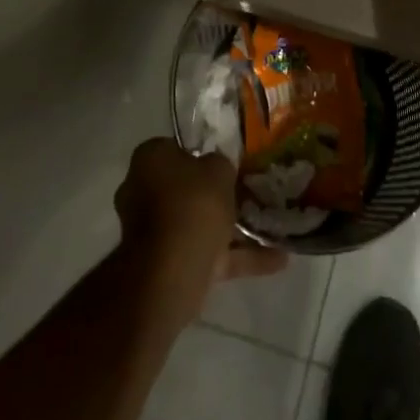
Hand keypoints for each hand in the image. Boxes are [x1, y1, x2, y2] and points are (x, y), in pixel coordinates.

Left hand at [115, 138, 286, 315]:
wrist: (172, 271)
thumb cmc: (192, 204)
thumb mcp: (218, 169)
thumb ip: (219, 164)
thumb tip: (215, 169)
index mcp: (149, 161)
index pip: (174, 149)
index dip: (199, 153)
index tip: (224, 161)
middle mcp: (142, 193)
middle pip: (184, 188)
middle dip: (213, 194)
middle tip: (247, 192)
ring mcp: (153, 233)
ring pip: (197, 224)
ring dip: (231, 230)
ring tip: (271, 227)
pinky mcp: (169, 266)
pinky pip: (208, 255)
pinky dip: (238, 258)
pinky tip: (277, 260)